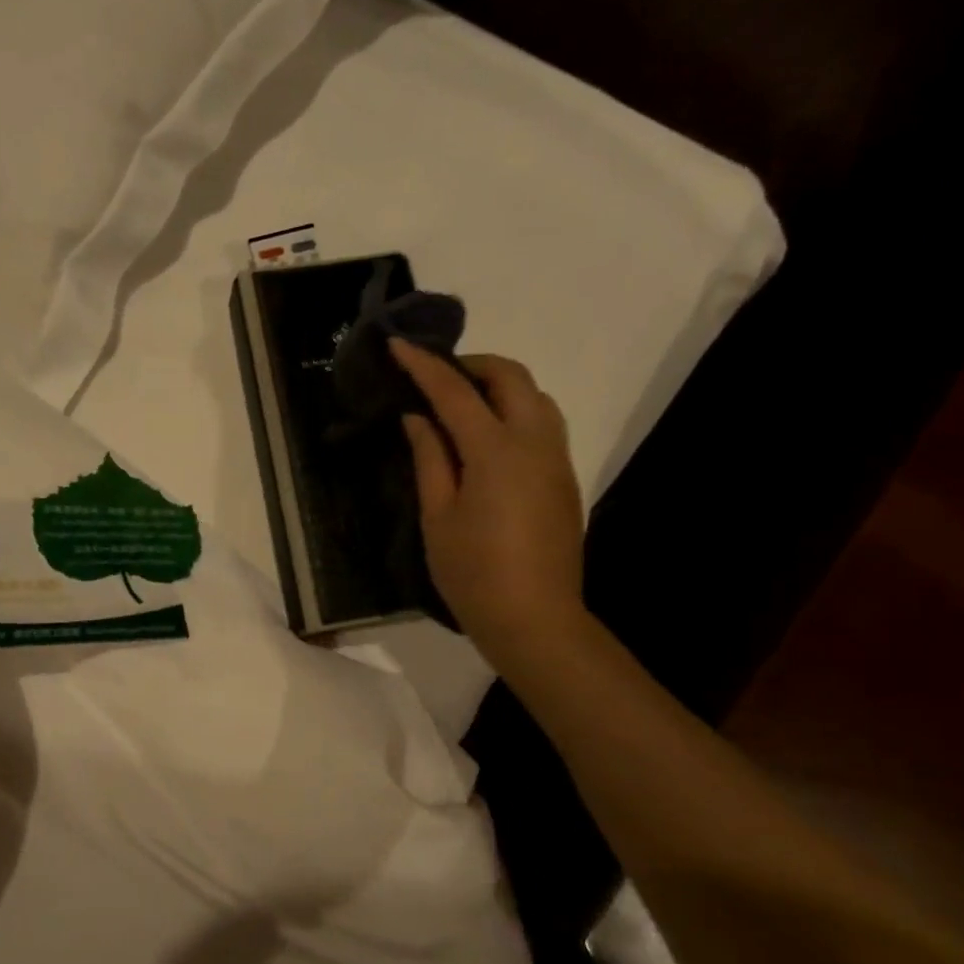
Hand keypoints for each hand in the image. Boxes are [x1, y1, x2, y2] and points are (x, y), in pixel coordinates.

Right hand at [390, 339, 586, 658]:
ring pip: (535, 396)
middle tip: (435, 376)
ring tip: (461, 403)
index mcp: (495, 451)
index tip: (399, 344)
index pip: (455, 392)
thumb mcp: (437, 516)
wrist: (535, 619)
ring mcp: (556, 460)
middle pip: (511, 377)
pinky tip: (486, 436)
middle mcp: (534, 442)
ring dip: (499, 385)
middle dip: (472, 364)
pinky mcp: (564, 478)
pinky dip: (514, 410)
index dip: (424, 365)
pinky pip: (543, 423)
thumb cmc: (473, 573)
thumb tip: (418, 418)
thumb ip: (429, 459)